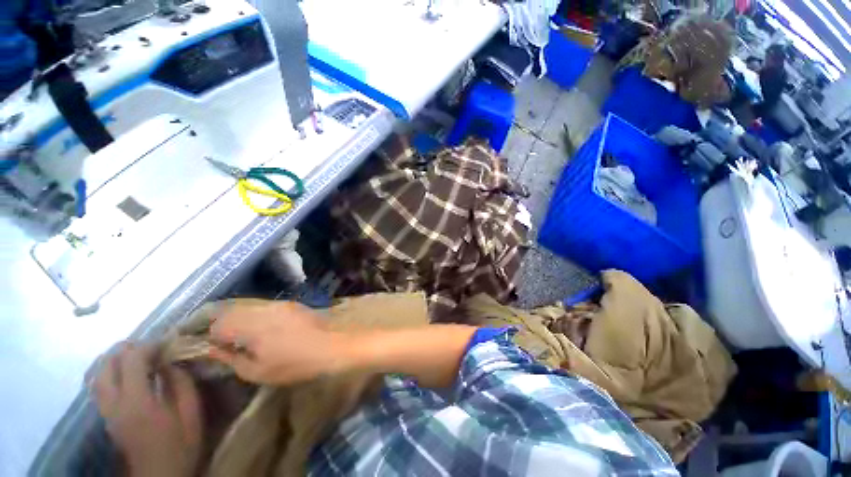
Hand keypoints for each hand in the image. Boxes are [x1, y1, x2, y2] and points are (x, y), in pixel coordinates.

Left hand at [93, 343, 202, 476]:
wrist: (159, 475)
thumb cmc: (180, 444)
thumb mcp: (191, 413)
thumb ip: (181, 384)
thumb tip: (171, 361)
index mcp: (137, 402)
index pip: (132, 360)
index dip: (148, 345)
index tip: (167, 343)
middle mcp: (114, 403)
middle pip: (107, 364)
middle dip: (127, 349)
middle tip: (150, 347)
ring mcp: (107, 411)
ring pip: (98, 375)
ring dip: (116, 360)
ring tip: (137, 357)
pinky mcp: (106, 417)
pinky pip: (100, 386)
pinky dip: (111, 373)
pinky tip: (127, 374)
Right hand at [208, 300, 349, 384]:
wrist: (334, 342)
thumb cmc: (296, 362)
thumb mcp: (258, 371)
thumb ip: (232, 359)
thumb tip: (214, 350)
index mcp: (250, 324)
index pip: (217, 323)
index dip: (210, 336)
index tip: (210, 348)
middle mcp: (262, 308)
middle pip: (229, 309)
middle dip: (219, 323)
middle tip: (219, 340)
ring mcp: (278, 303)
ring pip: (246, 305)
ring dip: (237, 317)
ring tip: (238, 335)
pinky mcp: (291, 303)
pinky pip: (263, 305)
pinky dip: (254, 315)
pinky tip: (260, 328)